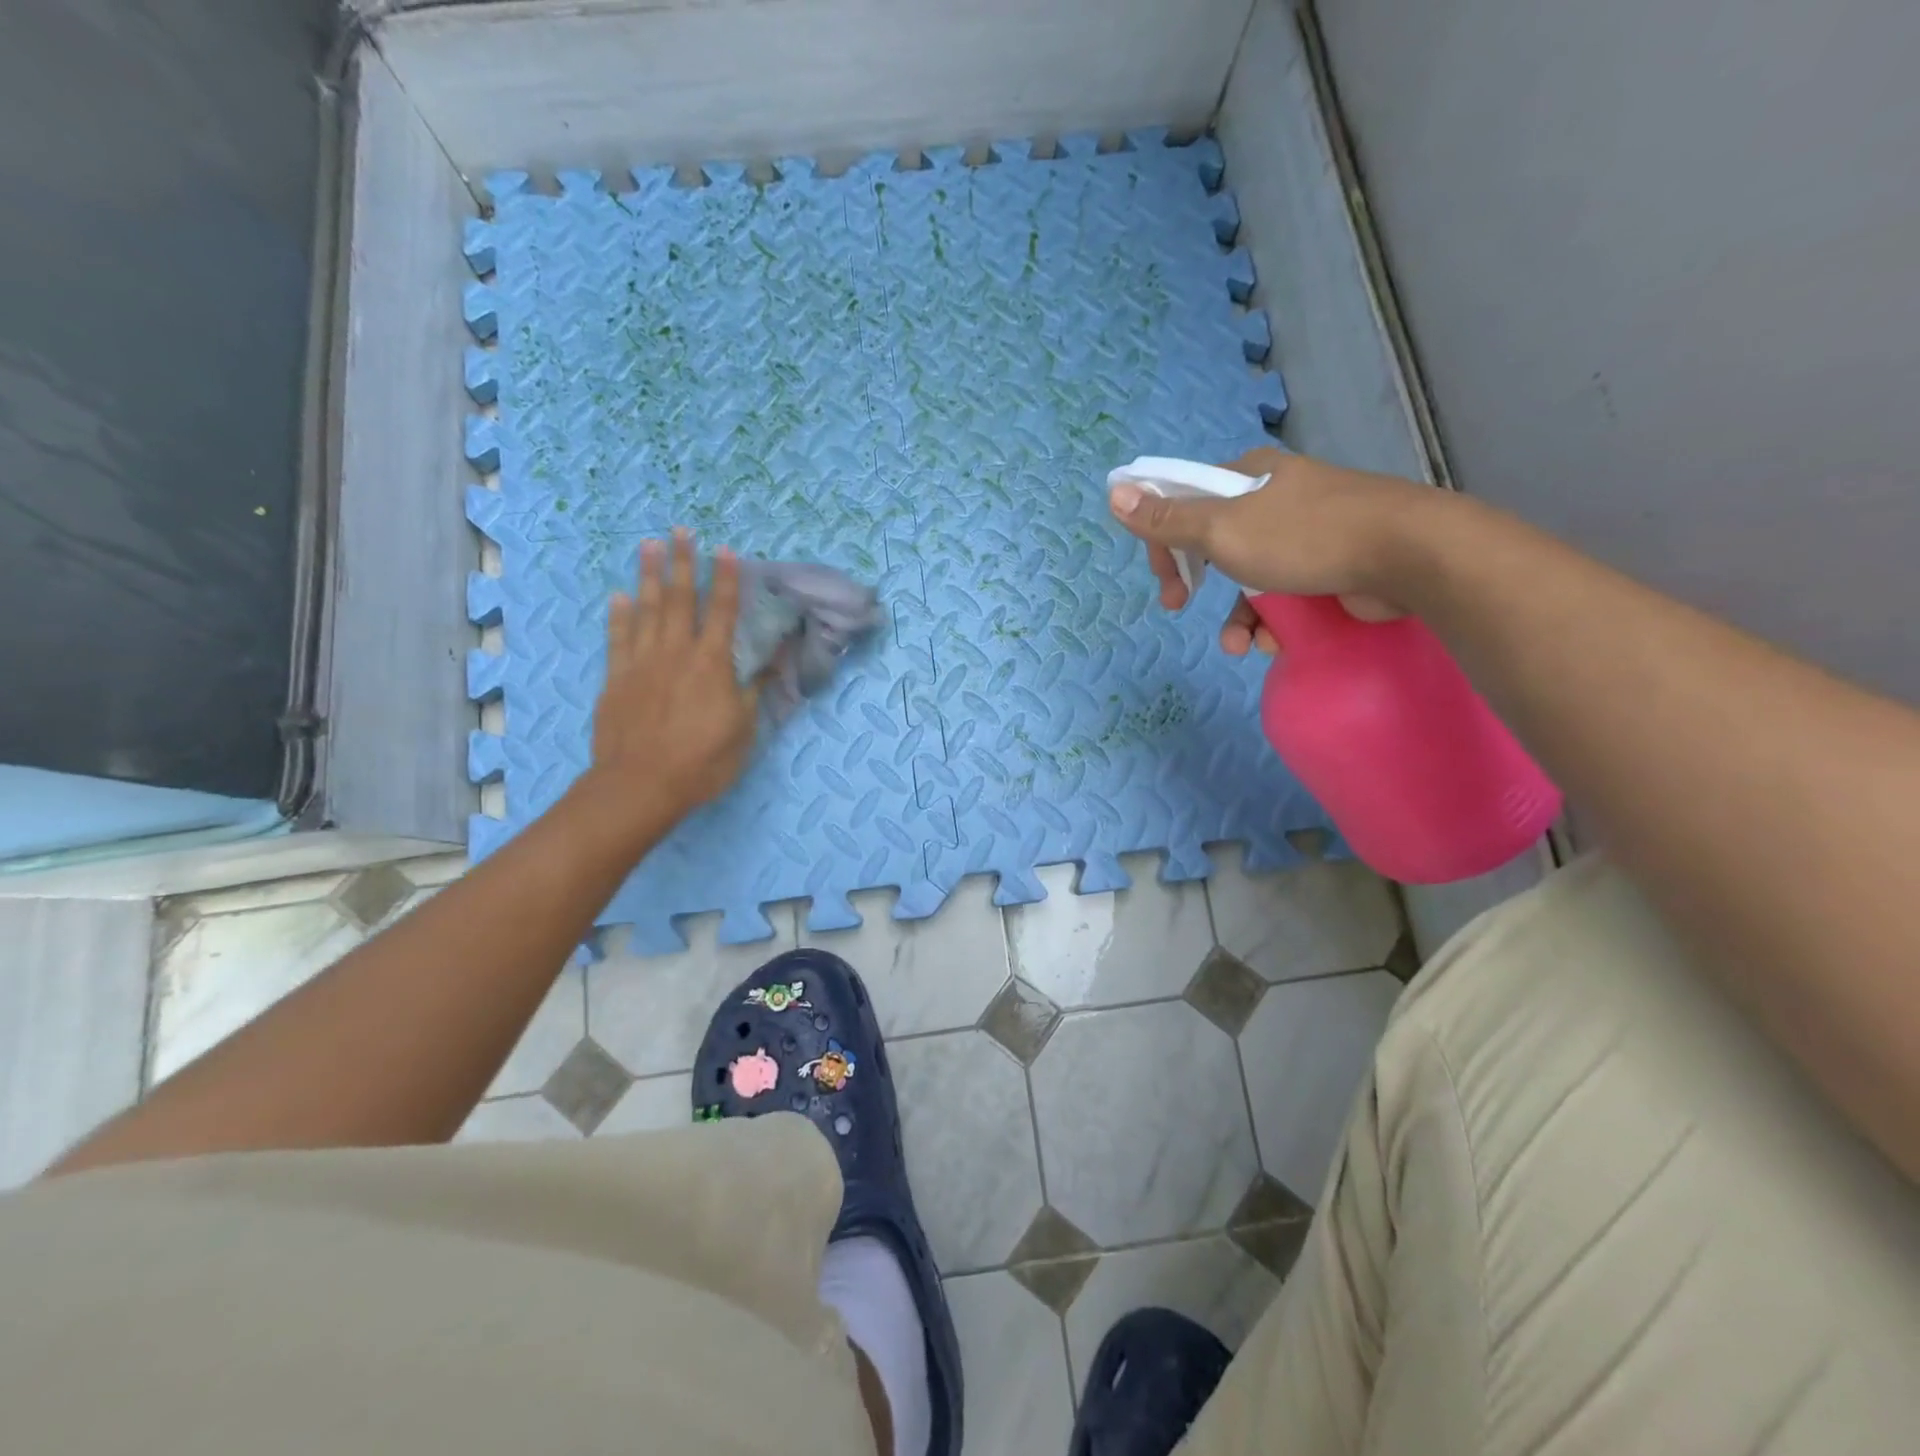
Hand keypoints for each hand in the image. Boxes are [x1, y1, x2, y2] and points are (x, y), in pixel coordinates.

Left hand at [590, 529, 759, 821]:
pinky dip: (619, 615)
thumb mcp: (743, 730)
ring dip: (650, 575)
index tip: (725, 550)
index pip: (723, 612)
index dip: (726, 580)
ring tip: (649, 545)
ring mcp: (641, 662)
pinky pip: (618, 638)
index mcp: (712, 663)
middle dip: (683, 563)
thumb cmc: (702, 761)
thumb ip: (753, 690)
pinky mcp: (616, 678)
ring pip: (646, 609)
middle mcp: (676, 652)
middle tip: (680, 531)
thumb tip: (772, 661)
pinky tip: (620, 596)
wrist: (641, 784)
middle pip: (680, 599)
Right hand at [1108, 447, 1428, 654]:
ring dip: (1237, 617)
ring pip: (1249, 576)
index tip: (1162, 577)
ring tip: (1240, 646)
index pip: (1185, 500)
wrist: (1406, 556)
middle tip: (1178, 606)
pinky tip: (1275, 642)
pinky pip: (1284, 595)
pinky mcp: (1330, 565)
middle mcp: (1274, 498)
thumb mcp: (1222, 530)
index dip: (1163, 539)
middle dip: (1194, 580)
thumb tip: (1115, 492)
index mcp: (1246, 478)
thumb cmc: (1304, 537)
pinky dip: (1273, 621)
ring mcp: (1305, 532)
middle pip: (1213, 541)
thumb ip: (1168, 518)